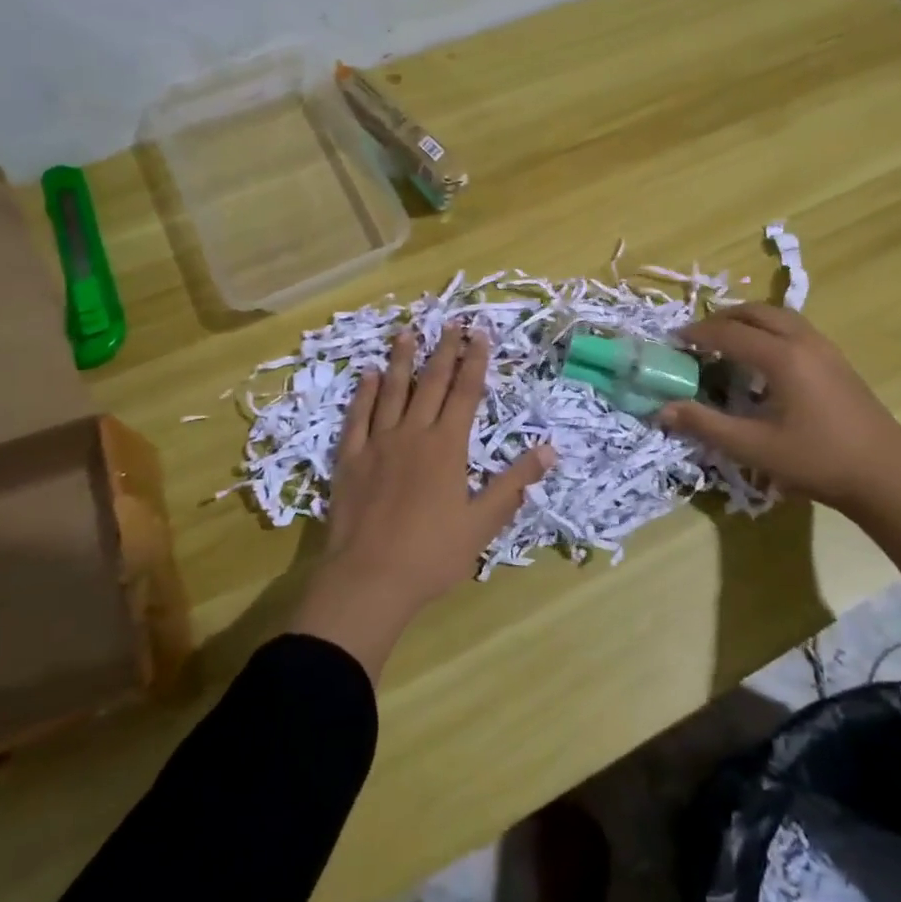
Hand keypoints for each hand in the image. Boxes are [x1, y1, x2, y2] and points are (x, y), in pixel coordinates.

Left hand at [288, 325, 555, 678]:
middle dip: (443, 350)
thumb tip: (549, 450)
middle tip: (451, 322)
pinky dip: (363, 392)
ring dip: (401, 360)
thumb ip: (514, 484)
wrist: (369, 579)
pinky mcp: (350, 458)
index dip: (474, 362)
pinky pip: (357, 416)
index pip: (465, 393)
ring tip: (406, 332)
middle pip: (431, 383)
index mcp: (448, 447)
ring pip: (392, 391)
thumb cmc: (432, 554)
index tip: (480, 334)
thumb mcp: (482, 524)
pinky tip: (367, 374)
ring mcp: (378, 443)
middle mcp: (414, 434)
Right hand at [659, 304, 900, 611]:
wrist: (886, 476)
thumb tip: (663, 409)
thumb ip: (706, 424)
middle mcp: (804, 341)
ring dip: (748, 321)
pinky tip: (763, 361)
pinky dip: (769, 330)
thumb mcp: (754, 447)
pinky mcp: (838, 361)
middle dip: (722, 319)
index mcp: (782, 357)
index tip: (672, 341)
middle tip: (697, 337)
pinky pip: (795, 329)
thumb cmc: (817, 461)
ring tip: (726, 341)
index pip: (728, 333)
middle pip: (756, 312)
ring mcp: (826, 348)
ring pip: (779, 316)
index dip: (697, 334)